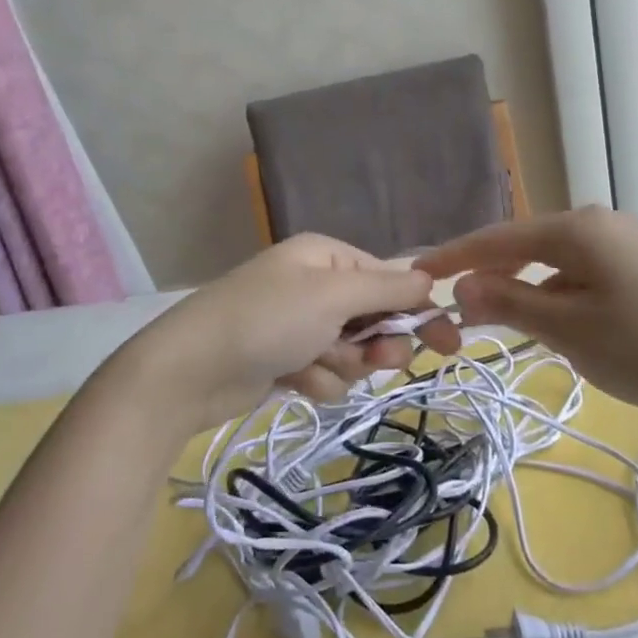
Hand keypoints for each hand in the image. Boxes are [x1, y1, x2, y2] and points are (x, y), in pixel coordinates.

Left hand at [117, 234, 460, 437]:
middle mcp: (314, 285)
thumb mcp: (332, 295)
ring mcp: (298, 324)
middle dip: (376, 344)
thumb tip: (430, 277)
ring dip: (342, 366)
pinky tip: (292, 380)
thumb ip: (386, 286)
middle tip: (376, 362)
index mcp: (326, 257)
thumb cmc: (267, 320)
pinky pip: (325, 373)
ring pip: (353, 353)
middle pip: (374, 318)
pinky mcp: (285, 360)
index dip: (418, 309)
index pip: (389, 278)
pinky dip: (316, 380)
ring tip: (313, 365)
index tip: (449, 342)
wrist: (189, 371)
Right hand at [416, 207, 637, 443]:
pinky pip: (584, 277)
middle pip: (526, 246)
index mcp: (578, 228)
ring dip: (527, 292)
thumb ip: (509, 304)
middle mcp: (601, 224)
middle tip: (456, 311)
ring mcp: (628, 245)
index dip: (454, 257)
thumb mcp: (569, 330)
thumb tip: (462, 287)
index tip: (416, 273)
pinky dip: (560, 299)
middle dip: (490, 277)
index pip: (497, 238)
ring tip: (506, 327)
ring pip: (555, 265)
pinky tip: (563, 330)